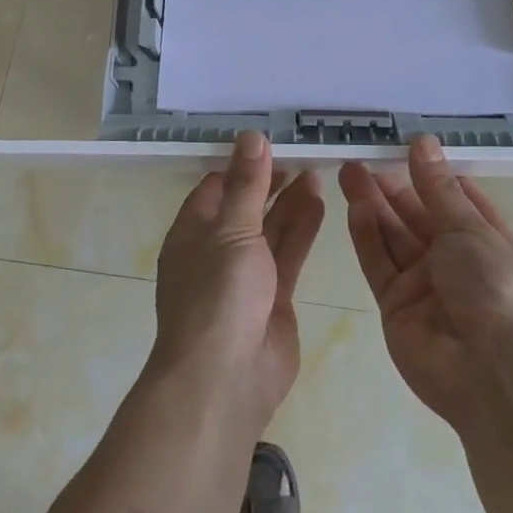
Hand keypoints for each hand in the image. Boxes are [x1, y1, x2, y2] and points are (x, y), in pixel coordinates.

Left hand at [151, 131, 324, 427]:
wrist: (227, 377)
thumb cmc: (218, 294)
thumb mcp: (231, 230)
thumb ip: (246, 184)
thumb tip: (250, 135)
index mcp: (192, 232)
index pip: (215, 188)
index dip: (241, 166)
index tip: (271, 143)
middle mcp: (217, 250)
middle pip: (245, 206)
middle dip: (270, 182)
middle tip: (302, 155)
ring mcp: (245, 275)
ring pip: (270, 229)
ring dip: (290, 202)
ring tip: (317, 172)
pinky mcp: (273, 296)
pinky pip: (288, 254)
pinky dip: (302, 230)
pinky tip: (320, 204)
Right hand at [340, 135, 512, 431]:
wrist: (494, 375)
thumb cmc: (496, 289)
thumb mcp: (470, 229)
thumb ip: (437, 188)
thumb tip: (423, 142)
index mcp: (485, 239)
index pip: (455, 198)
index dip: (430, 173)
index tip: (403, 147)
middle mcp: (454, 260)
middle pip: (417, 216)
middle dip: (391, 187)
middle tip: (361, 158)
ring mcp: (423, 284)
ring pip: (392, 236)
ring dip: (372, 204)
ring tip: (347, 171)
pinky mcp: (395, 305)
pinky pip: (379, 264)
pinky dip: (366, 236)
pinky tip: (354, 208)